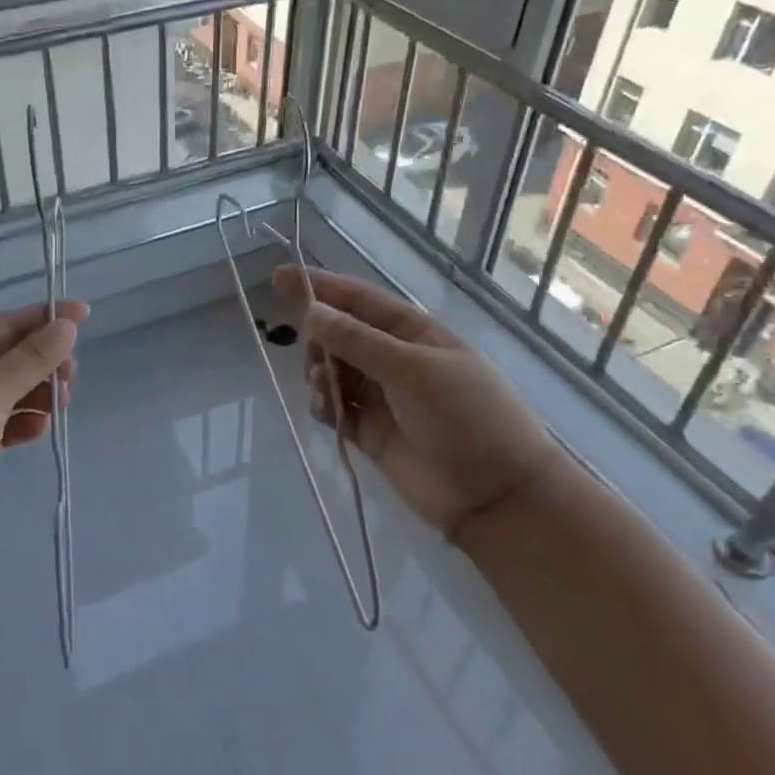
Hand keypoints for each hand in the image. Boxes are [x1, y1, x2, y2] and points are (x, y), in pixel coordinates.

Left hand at [0, 299, 87, 567]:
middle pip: (6, 357)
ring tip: (60, 405)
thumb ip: (31, 359)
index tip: (84, 314)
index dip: (42, 319)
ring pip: (7, 390)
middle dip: (41, 362)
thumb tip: (66, 326)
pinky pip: (2, 421)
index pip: (1, 325)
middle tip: (70, 376)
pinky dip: (22, 421)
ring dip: (36, 393)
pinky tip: (38, 430)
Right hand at [274, 266, 564, 542]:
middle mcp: (393, 359)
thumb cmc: (466, 417)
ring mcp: (381, 396)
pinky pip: (333, 408)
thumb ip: (358, 341)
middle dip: (319, 339)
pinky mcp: (369, 431)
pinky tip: (326, 412)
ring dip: (319, 373)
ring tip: (323, 388)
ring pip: (331, 370)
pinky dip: (323, 405)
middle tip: (315, 357)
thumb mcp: (413, 370)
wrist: (496, 496)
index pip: (357, 299)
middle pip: (338, 334)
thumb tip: (312, 312)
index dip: (319, 286)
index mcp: (412, 332)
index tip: (278, 278)